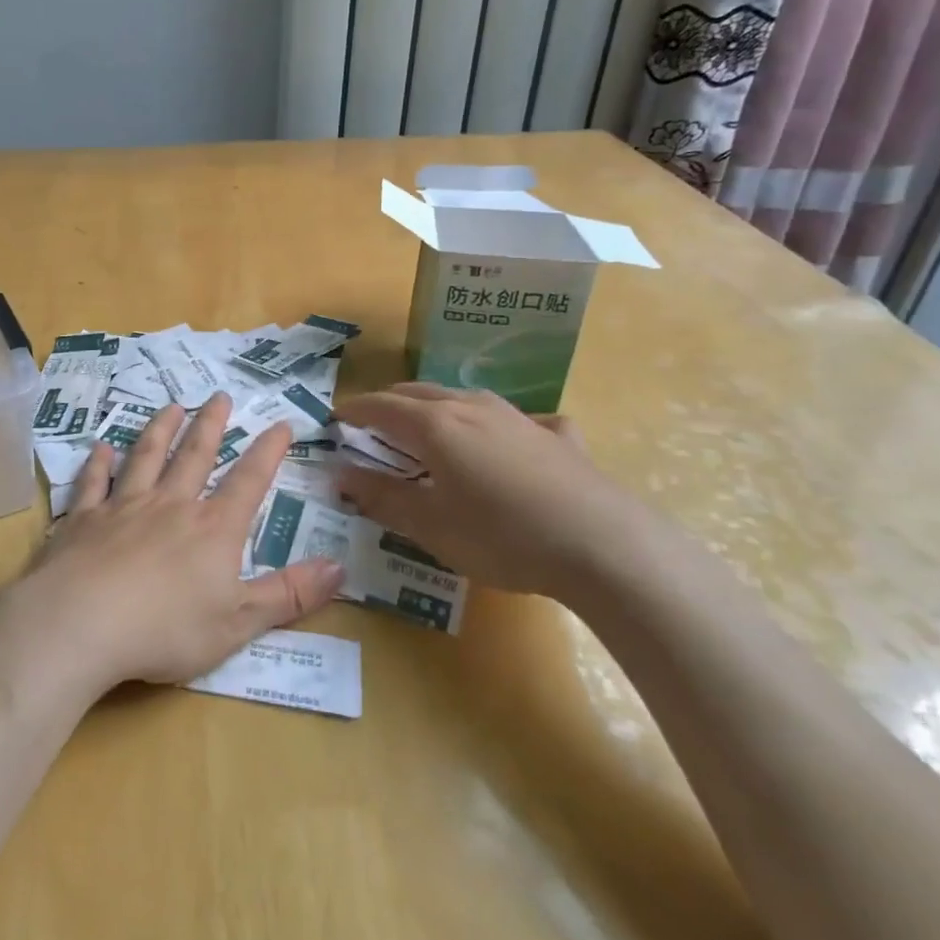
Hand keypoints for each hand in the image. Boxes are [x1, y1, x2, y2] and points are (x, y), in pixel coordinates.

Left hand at [15, 394, 343, 693]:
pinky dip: (98, 463)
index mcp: (212, 529)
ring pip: (146, 457)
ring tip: (170, 406)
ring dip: (159, 429)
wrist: (82, 624)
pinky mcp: (84, 519)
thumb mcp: (239, 623)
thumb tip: (340, 568)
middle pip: (195, 455)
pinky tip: (100, 447)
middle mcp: (171, 505)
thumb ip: (288, 595)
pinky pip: (94, 482)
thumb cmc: (166, 630)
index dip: (267, 452)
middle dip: (211, 424)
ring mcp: (124, 507)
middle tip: (220, 395)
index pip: (248, 482)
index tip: (279, 423)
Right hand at [333, 384, 664, 600]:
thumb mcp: (429, 525)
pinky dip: (502, 426)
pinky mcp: (559, 438)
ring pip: (466, 398)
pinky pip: (520, 420)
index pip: (381, 407)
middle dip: (390, 403)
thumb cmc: (501, 536)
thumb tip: (339, 474)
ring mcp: (519, 418)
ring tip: (430, 426)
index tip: (336, 418)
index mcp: (435, 426)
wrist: (603, 545)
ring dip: (438, 407)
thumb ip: (381, 497)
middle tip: (373, 423)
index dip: (354, 410)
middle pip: (419, 393)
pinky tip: (513, 442)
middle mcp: (473, 409)